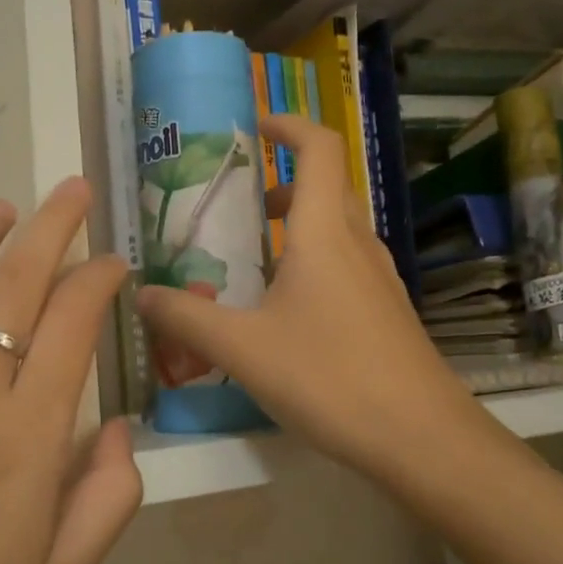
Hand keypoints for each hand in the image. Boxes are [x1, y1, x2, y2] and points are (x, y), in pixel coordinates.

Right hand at [137, 114, 485, 481]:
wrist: (421, 438)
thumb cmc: (330, 377)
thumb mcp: (243, 349)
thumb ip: (186, 318)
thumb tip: (141, 294)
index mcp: (324, 233)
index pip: (318, 149)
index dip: (288, 124)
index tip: (253, 126)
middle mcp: (357, 244)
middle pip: (325, 187)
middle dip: (280, 185)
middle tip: (235, 206)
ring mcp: (378, 279)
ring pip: (335, 230)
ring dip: (295, 228)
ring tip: (249, 261)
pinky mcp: (386, 311)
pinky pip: (345, 266)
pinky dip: (312, 263)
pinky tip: (284, 311)